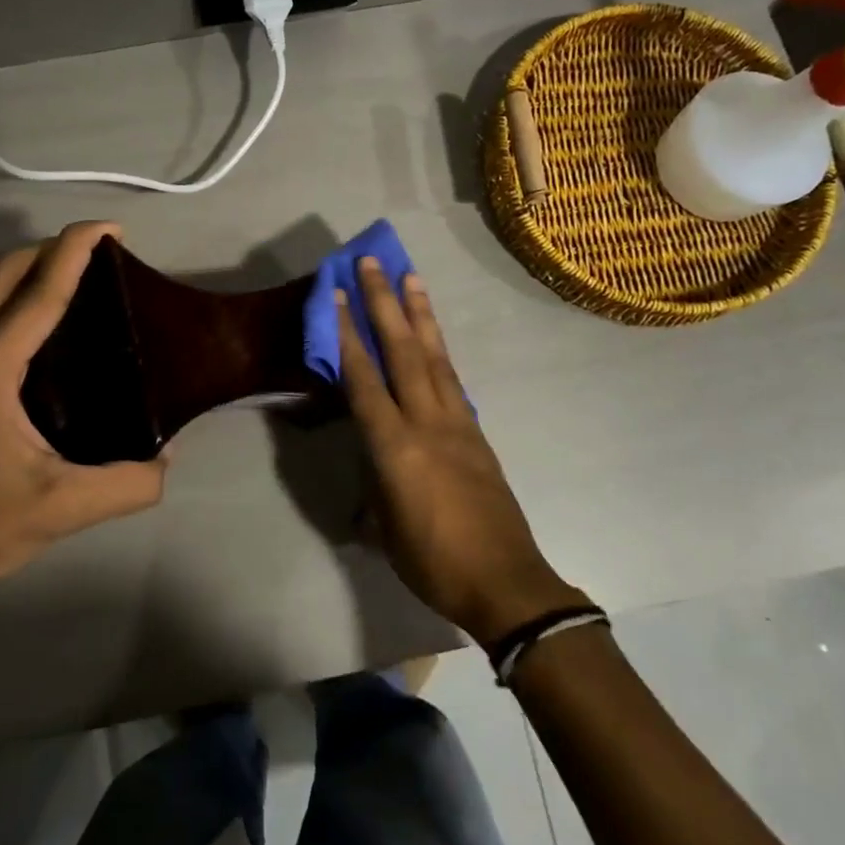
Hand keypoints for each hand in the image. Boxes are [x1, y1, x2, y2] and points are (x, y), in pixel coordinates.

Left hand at [0, 221, 165, 590]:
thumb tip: (168, 457)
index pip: (38, 294)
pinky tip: (42, 321)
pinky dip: (11, 295)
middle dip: (49, 249)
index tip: (111, 229)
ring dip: (25, 268)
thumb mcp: (70, 507)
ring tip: (71, 274)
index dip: (75, 252)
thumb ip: (131, 483)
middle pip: (2, 275)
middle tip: (98, 252)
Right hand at [336, 258, 584, 643]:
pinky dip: (440, 351)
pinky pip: (453, 380)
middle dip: (385, 303)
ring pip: (435, 356)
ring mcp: (457, 422)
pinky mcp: (476, 431)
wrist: (506, 582)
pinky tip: (434, 338)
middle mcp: (426, 422)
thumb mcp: (386, 530)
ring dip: (420, 314)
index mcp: (395, 447)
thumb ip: (373, 492)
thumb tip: (367, 480)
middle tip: (374, 262)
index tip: (339, 295)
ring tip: (410, 277)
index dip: (348, 334)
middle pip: (403, 351)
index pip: (364, 379)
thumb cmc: (433, 562)